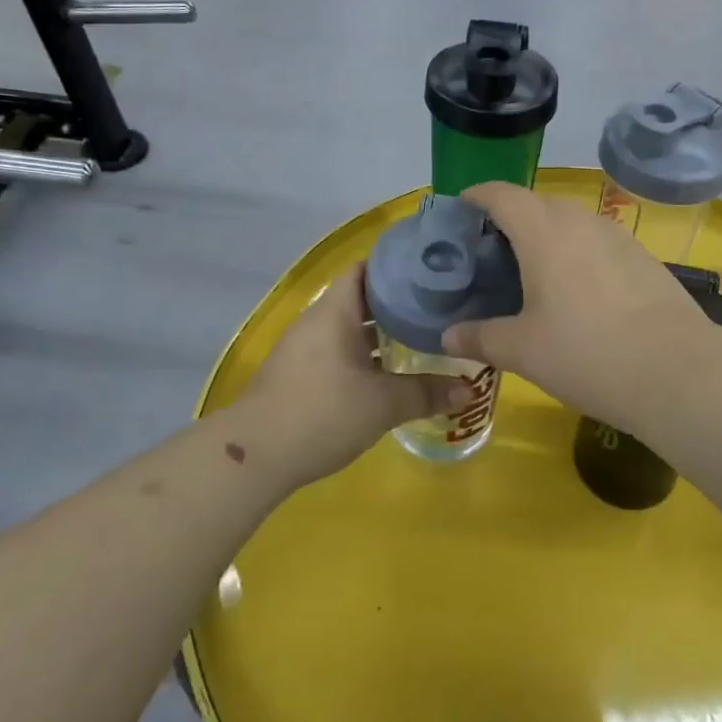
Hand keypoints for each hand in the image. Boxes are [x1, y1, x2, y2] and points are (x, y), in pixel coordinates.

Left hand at [237, 262, 465, 487]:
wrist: (254, 455)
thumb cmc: (322, 412)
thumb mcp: (383, 404)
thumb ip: (426, 393)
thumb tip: (468, 391)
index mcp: (335, 311)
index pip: (366, 268)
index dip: (396, 265)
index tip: (430, 272)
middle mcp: (317, 320)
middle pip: (360, 297)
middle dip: (396, 302)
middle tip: (436, 308)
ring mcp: (303, 348)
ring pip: (348, 327)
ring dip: (379, 332)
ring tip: (419, 338)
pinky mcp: (297, 374)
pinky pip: (336, 350)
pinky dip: (362, 354)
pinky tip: (386, 373)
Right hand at [443, 182, 708, 431]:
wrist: (677, 371)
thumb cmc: (586, 353)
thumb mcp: (522, 350)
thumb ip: (480, 337)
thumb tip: (447, 336)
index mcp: (543, 232)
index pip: (502, 195)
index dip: (478, 195)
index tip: (462, 206)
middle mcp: (580, 221)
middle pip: (537, 204)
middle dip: (511, 217)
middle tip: (492, 251)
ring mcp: (617, 236)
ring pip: (572, 221)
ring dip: (548, 234)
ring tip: (534, 270)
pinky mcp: (643, 257)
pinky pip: (598, 241)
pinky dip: (578, 252)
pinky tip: (579, 289)